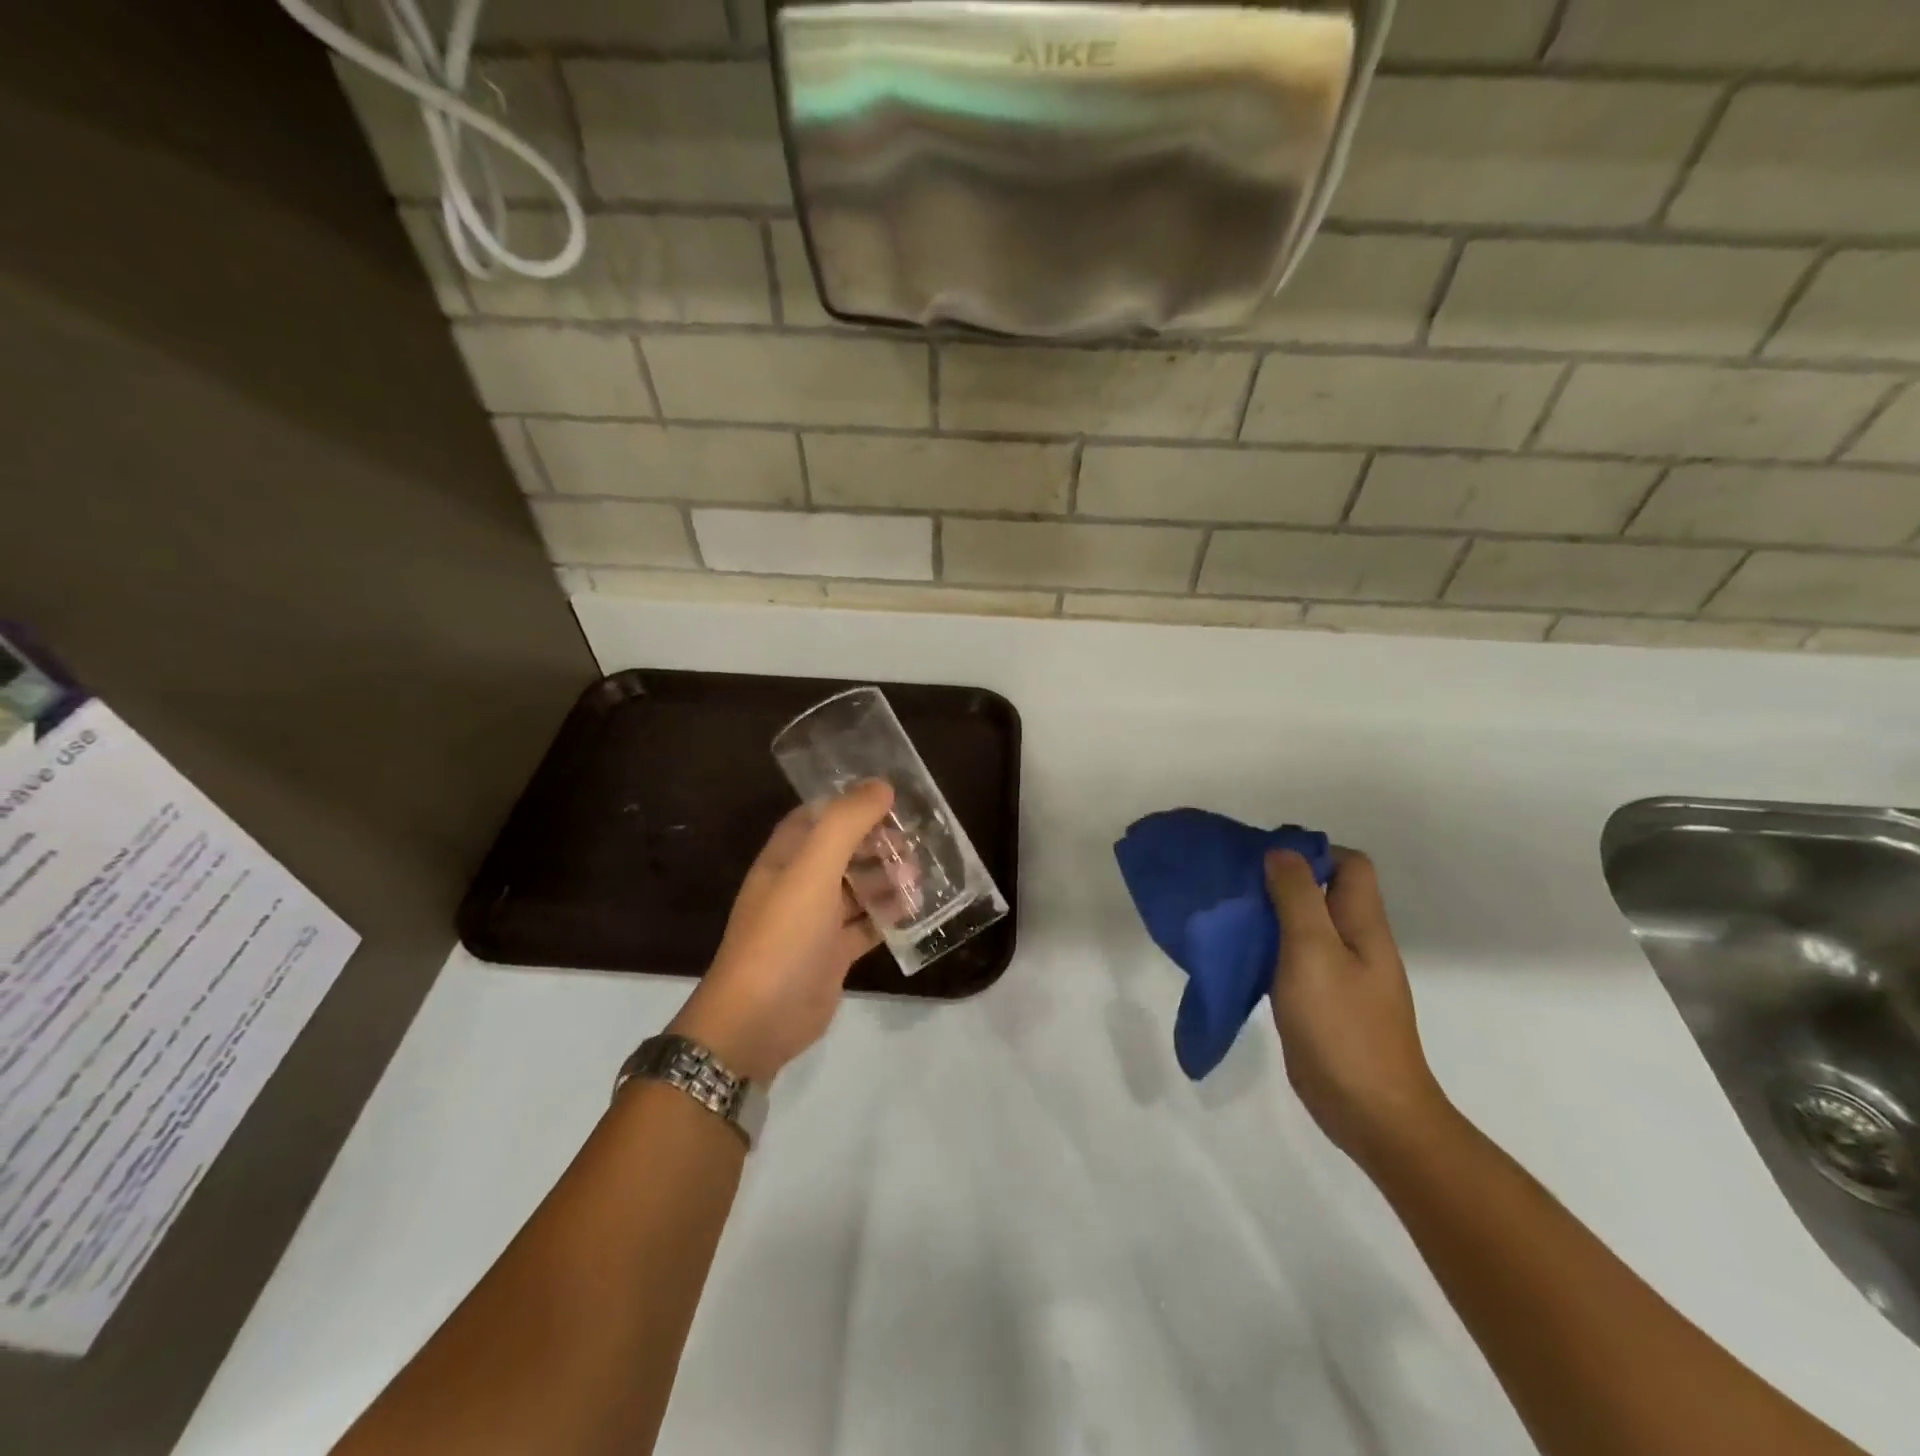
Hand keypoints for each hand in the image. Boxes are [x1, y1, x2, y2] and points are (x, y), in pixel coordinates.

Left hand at [669, 781, 894, 1083]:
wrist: (758, 1020)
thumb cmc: (784, 935)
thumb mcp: (813, 870)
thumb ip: (846, 823)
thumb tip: (881, 785)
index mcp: (785, 858)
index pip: (817, 816)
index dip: (850, 803)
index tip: (890, 797)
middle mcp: (798, 884)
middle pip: (842, 850)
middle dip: (877, 842)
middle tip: (916, 840)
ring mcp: (815, 921)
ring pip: (856, 887)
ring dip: (886, 877)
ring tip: (920, 874)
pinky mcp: (831, 954)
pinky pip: (865, 925)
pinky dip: (888, 916)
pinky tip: (915, 910)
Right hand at [1263, 848, 1447, 1166]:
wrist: (1369, 1112)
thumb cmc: (1342, 1027)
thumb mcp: (1314, 952)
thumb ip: (1297, 899)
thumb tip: (1281, 852)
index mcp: (1363, 924)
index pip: (1350, 865)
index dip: (1312, 853)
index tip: (1264, 859)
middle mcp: (1356, 942)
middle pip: (1324, 892)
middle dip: (1282, 881)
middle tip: (1236, 885)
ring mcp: (1340, 974)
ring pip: (1305, 925)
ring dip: (1271, 915)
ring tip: (1230, 915)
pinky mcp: (1321, 1001)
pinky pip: (1294, 958)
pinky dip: (1269, 948)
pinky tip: (1241, 955)